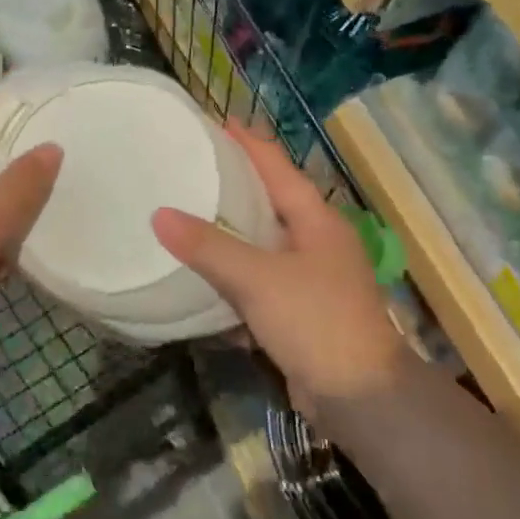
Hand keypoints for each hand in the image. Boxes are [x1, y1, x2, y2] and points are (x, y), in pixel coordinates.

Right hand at [152, 126, 411, 422]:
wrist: (360, 397)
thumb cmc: (316, 322)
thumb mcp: (257, 279)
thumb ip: (208, 247)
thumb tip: (159, 215)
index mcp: (316, 219)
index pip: (277, 166)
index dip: (247, 141)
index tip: (215, 121)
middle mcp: (317, 240)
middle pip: (271, 198)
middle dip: (235, 181)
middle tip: (191, 164)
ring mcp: (312, 276)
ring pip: (264, 240)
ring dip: (232, 227)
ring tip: (189, 210)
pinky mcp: (301, 309)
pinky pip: (261, 277)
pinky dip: (235, 269)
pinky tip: (205, 271)